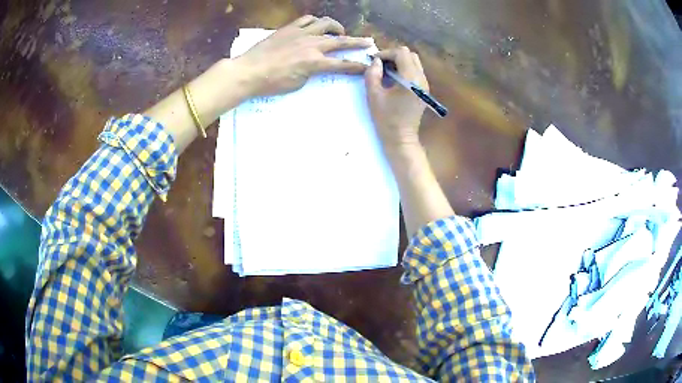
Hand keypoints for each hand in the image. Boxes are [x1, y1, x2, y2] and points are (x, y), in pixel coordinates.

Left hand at [235, 15, 371, 96]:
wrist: (248, 71)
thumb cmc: (271, 83)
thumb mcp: (297, 84)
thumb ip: (311, 72)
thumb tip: (316, 66)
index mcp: (314, 62)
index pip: (342, 64)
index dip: (356, 66)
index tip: (367, 67)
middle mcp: (312, 44)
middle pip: (341, 41)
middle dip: (357, 42)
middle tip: (368, 41)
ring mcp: (300, 33)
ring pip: (326, 24)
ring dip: (337, 27)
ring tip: (340, 32)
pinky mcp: (289, 28)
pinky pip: (307, 19)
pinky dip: (316, 21)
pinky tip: (317, 26)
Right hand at [365, 47, 428, 148]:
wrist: (401, 138)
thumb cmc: (386, 118)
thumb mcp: (373, 95)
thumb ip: (372, 74)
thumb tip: (375, 61)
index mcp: (411, 79)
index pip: (401, 53)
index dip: (386, 53)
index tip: (374, 61)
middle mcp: (421, 78)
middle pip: (410, 55)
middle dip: (393, 56)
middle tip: (380, 65)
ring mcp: (425, 84)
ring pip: (414, 62)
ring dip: (399, 62)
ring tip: (385, 72)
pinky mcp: (424, 89)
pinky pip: (415, 71)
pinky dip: (404, 69)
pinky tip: (393, 79)